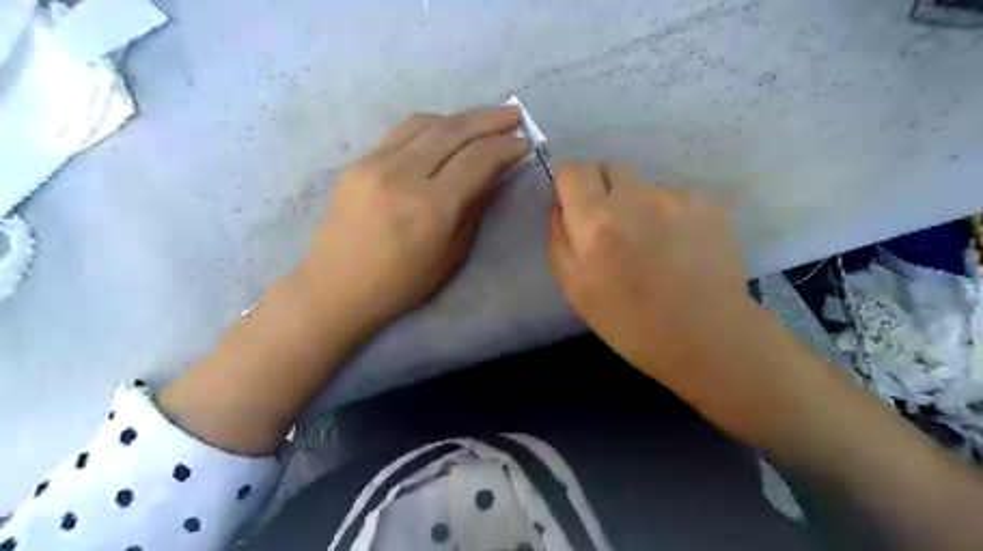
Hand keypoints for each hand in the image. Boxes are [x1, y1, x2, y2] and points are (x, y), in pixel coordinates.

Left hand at [301, 107, 525, 326]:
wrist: (337, 286)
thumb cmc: (402, 282)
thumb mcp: (452, 253)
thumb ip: (474, 207)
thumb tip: (492, 172)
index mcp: (431, 208)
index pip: (476, 159)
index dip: (504, 147)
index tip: (523, 143)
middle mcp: (402, 175)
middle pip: (453, 130)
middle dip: (489, 119)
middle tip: (513, 115)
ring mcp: (375, 163)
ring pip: (426, 123)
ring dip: (460, 118)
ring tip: (482, 122)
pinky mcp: (358, 161)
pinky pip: (403, 132)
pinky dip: (432, 126)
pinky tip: (446, 132)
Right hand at [546, 161, 813, 439]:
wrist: (708, 337)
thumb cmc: (631, 322)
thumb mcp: (575, 289)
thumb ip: (559, 240)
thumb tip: (559, 206)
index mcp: (597, 221)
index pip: (573, 170)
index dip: (570, 185)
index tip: (575, 207)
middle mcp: (637, 197)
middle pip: (610, 168)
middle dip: (604, 191)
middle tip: (613, 229)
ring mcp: (678, 197)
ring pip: (645, 187)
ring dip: (641, 207)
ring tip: (655, 246)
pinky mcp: (710, 204)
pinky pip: (677, 199)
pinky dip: (673, 216)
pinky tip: (682, 248)